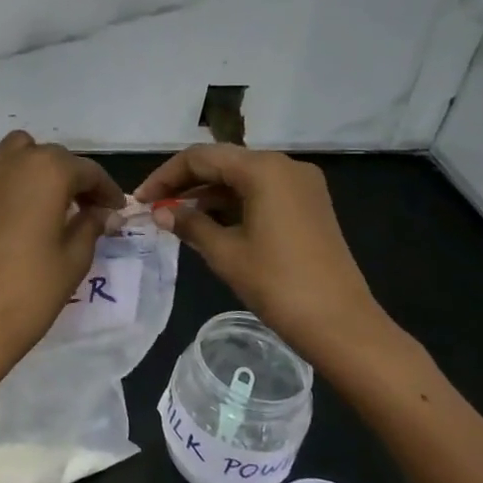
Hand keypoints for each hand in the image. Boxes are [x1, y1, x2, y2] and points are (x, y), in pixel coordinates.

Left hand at [0, 131, 125, 388]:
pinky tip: (3, 186)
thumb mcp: (75, 257)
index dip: (106, 191)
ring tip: (42, 195)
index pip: (88, 172)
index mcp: (51, 172)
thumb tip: (104, 212)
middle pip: (54, 157)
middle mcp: (17, 159)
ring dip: (34, 164)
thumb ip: (92, 224)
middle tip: (85, 210)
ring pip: (18, 148)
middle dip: (73, 179)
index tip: (115, 210)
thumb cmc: (32, 290)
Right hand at [135, 145, 415, 397]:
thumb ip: (189, 224)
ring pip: (241, 178)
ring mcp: (301, 185)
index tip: (141, 200)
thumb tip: (160, 212)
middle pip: (222, 162)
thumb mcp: (225, 252)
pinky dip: (232, 204)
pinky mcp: (309, 205)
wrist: (341, 324)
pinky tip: (209, 224)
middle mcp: (284, 166)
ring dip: (208, 194)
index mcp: (263, 169)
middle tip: (155, 207)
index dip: (166, 177)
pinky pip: (261, 192)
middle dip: (185, 183)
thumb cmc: (277, 284)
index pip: (200, 158)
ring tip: (176, 219)